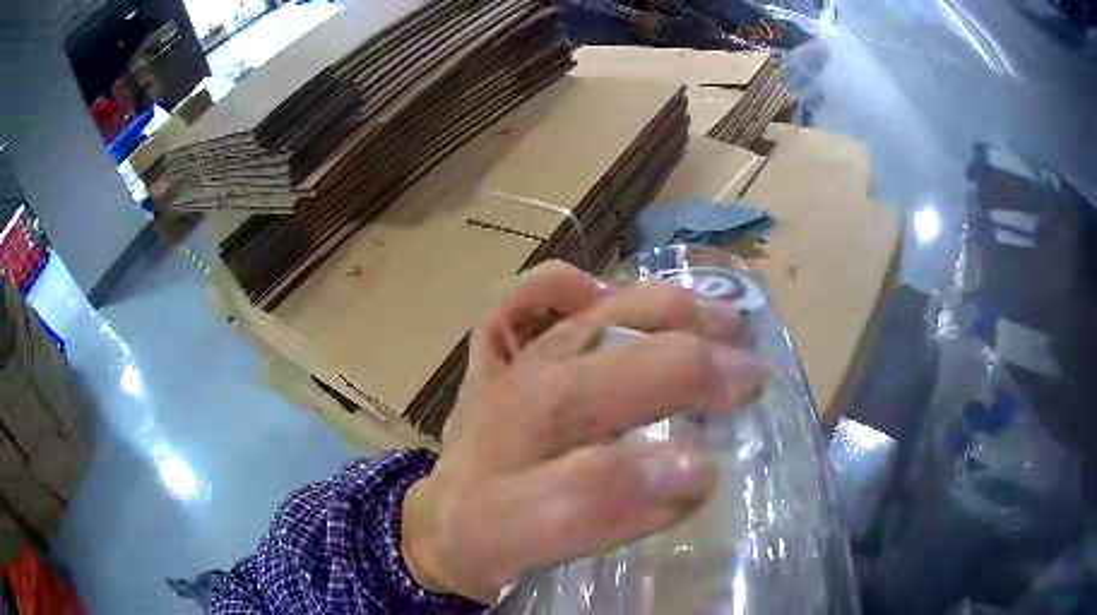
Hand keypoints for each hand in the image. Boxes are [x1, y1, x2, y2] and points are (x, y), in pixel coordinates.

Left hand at [401, 261, 765, 603]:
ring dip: (664, 313)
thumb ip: (607, 516)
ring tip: (722, 323)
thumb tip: (691, 475)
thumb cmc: (491, 540)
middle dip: (689, 371)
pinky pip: (517, 301)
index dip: (665, 477)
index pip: (592, 480)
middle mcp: (512, 411)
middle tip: (751, 379)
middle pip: (601, 377)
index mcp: (511, 487)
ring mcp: (504, 373)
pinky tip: (601, 293)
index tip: (716, 471)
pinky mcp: (493, 357)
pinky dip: (559, 285)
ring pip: (583, 323)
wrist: (441, 518)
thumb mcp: (537, 550)